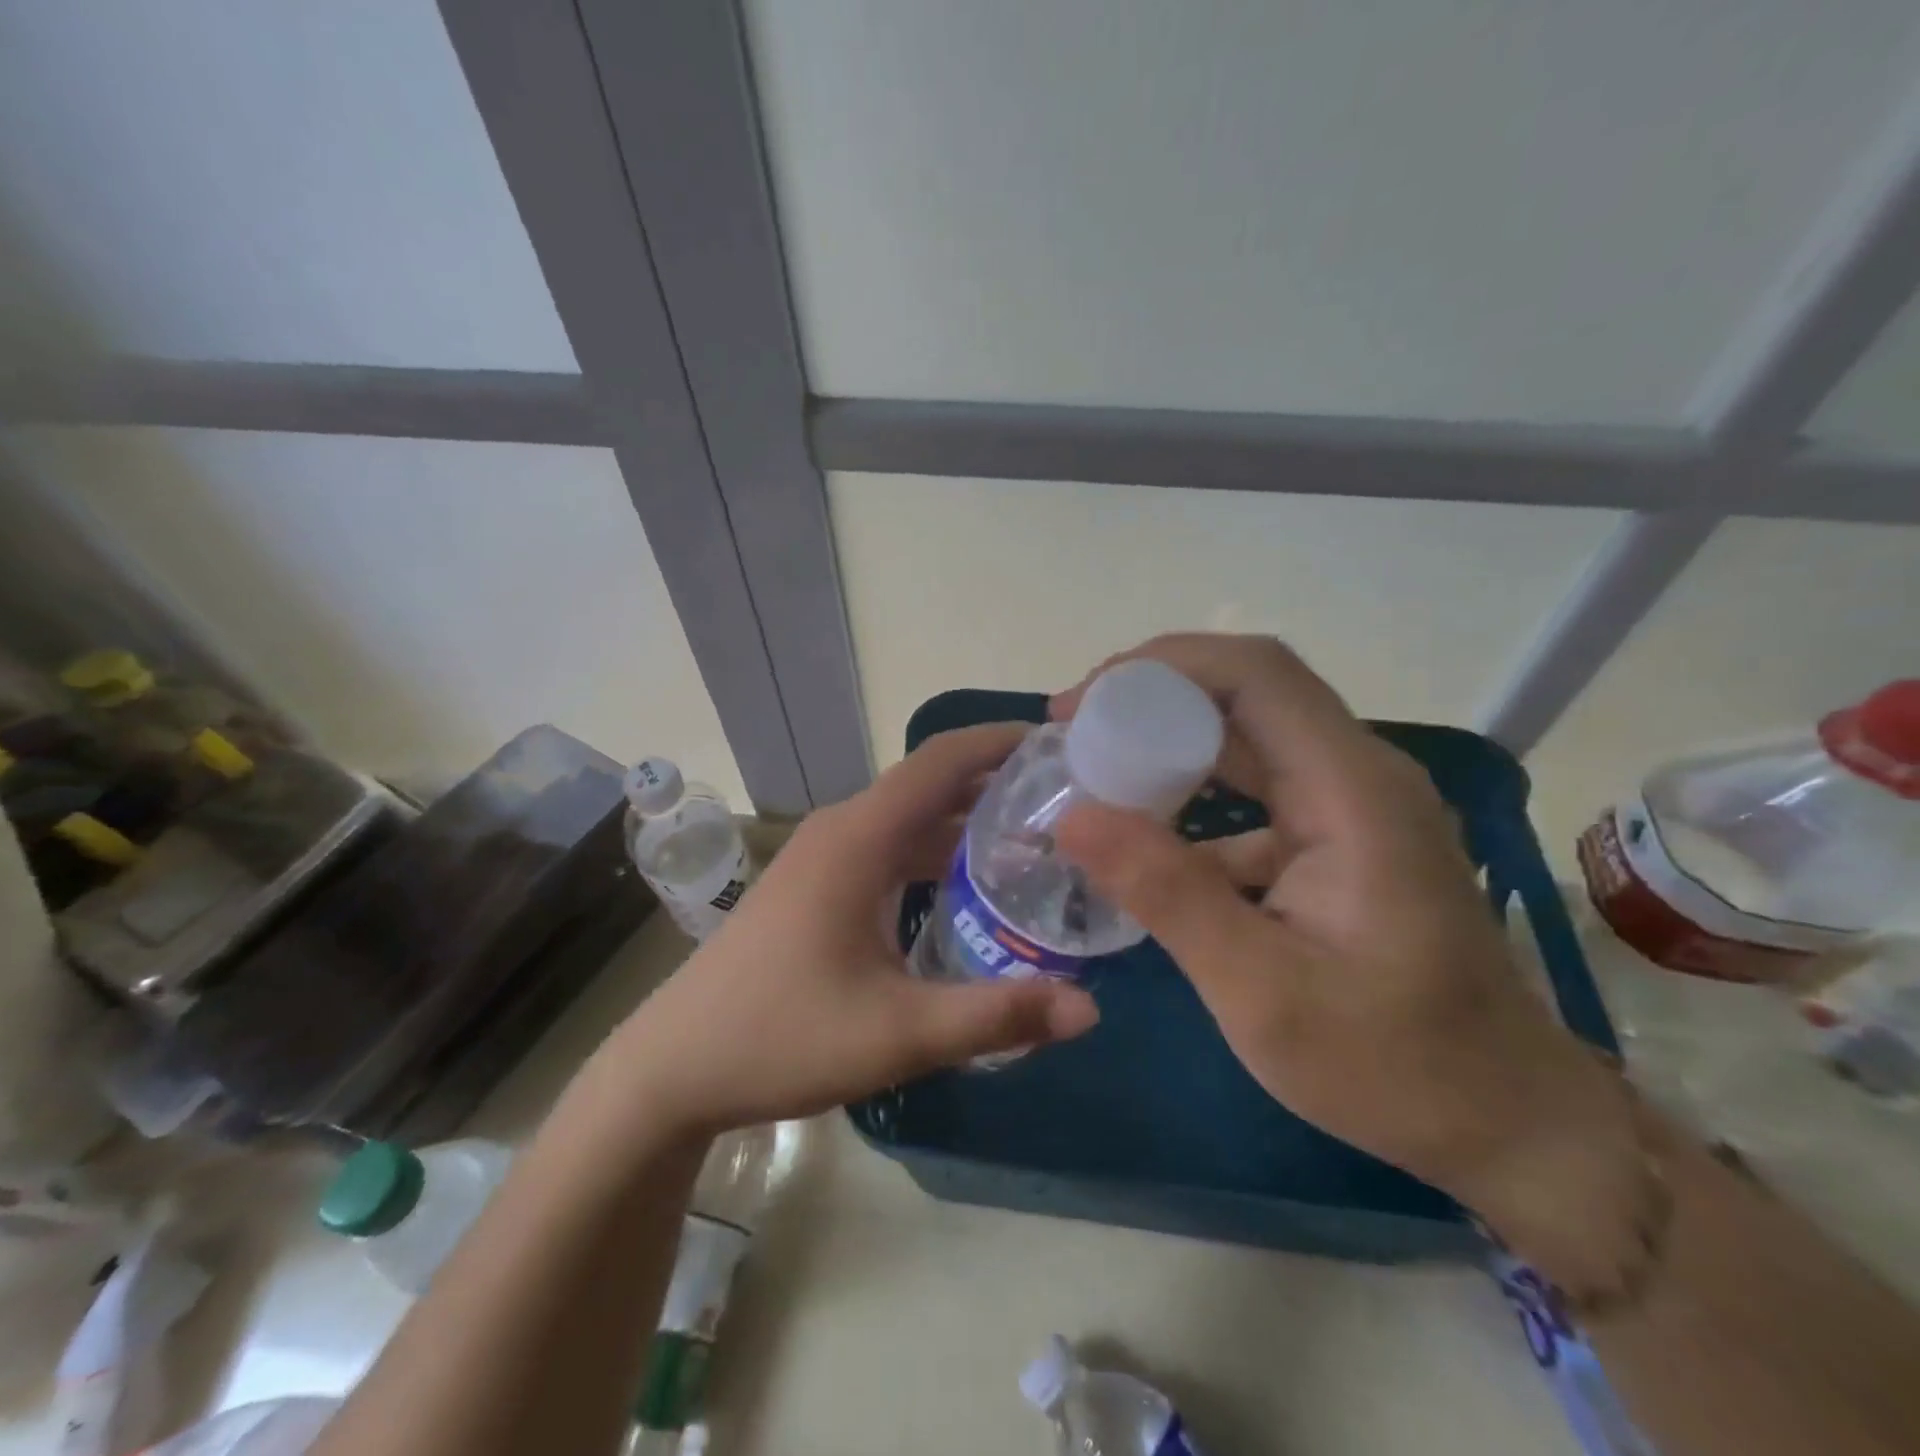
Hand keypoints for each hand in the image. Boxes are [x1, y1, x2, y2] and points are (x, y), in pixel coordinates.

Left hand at [610, 723, 1099, 1134]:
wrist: (674, 1067)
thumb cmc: (780, 1037)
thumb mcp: (898, 1033)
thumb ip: (997, 1015)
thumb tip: (1090, 1007)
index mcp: (859, 838)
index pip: (942, 760)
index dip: (1001, 740)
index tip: (1060, 741)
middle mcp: (842, 831)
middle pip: (930, 784)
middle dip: (998, 782)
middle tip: (1069, 800)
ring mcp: (824, 857)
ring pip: (910, 819)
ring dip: (967, 821)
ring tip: (1037, 839)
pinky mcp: (816, 884)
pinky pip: (889, 848)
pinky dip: (936, 853)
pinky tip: (971, 887)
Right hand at [1051, 634, 1639, 1263]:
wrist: (1505, 1119)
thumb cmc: (1392, 1062)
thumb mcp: (1260, 990)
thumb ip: (1167, 894)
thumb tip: (1072, 817)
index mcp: (1351, 790)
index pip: (1254, 674)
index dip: (1159, 667)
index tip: (1079, 705)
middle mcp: (1357, 774)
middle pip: (1246, 690)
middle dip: (1150, 697)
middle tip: (1071, 733)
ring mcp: (1352, 802)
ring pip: (1247, 735)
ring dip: (1167, 741)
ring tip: (1093, 770)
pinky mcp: (1341, 835)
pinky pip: (1257, 787)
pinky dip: (1193, 794)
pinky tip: (1147, 839)